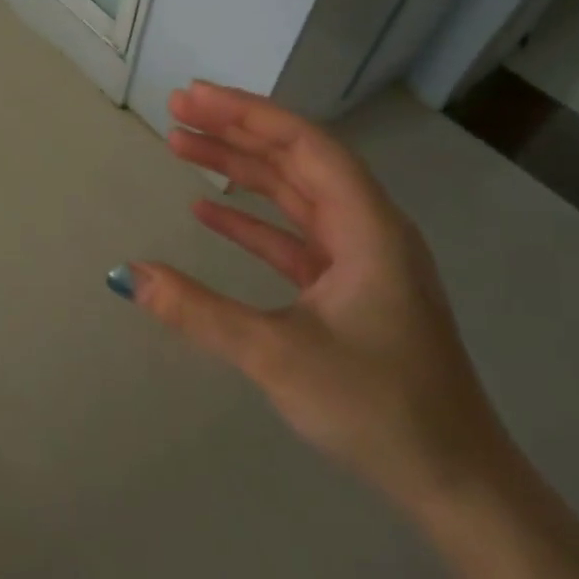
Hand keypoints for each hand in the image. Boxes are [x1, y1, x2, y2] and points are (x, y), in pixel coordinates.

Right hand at [122, 82, 513, 515]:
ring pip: (293, 196)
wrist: (453, 480)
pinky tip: (208, 210)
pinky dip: (250, 220)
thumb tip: (125, 275)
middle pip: (297, 161)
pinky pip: (291, 237)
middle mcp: (368, 231)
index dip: (247, 114)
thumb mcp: (277, 356)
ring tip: (182, 146)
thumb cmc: (377, 409)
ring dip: (240, 170)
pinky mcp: (347, 291)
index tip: (192, 98)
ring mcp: (360, 261)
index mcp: (367, 229)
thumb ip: (198, 311)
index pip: (305, 146)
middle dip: (236, 131)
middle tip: (176, 111)